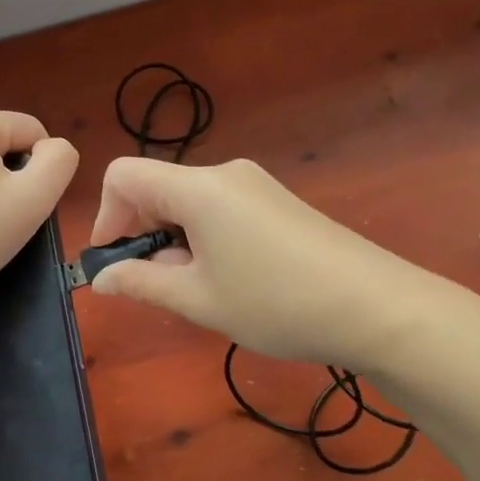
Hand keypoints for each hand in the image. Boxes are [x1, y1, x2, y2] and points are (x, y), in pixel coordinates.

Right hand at [89, 156, 443, 365]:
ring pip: (188, 201)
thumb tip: (102, 277)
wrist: (377, 306)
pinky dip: (204, 236)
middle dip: (142, 232)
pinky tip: (230, 278)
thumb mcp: (199, 299)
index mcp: (197, 187)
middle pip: (157, 187)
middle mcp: (223, 173)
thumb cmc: (276, 302)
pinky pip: (219, 208)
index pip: (123, 176)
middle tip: (158, 285)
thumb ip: (142, 282)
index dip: (106, 217)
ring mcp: (255, 185)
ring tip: (198, 288)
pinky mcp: (277, 201)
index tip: (117, 262)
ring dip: (174, 238)